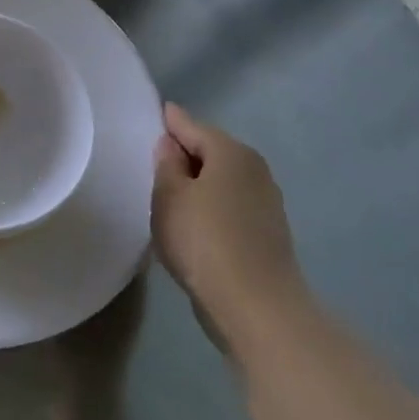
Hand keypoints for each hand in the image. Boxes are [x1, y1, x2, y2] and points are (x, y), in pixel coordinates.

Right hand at [152, 104, 305, 350]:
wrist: (255, 305)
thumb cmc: (204, 240)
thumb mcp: (169, 196)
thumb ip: (166, 164)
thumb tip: (171, 144)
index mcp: (231, 153)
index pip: (192, 126)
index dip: (170, 121)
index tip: (153, 114)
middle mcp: (255, 169)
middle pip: (211, 151)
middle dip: (184, 152)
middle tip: (151, 158)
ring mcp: (266, 201)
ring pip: (222, 179)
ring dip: (198, 181)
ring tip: (167, 191)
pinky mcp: (267, 231)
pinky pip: (230, 203)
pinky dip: (210, 203)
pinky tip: (193, 219)